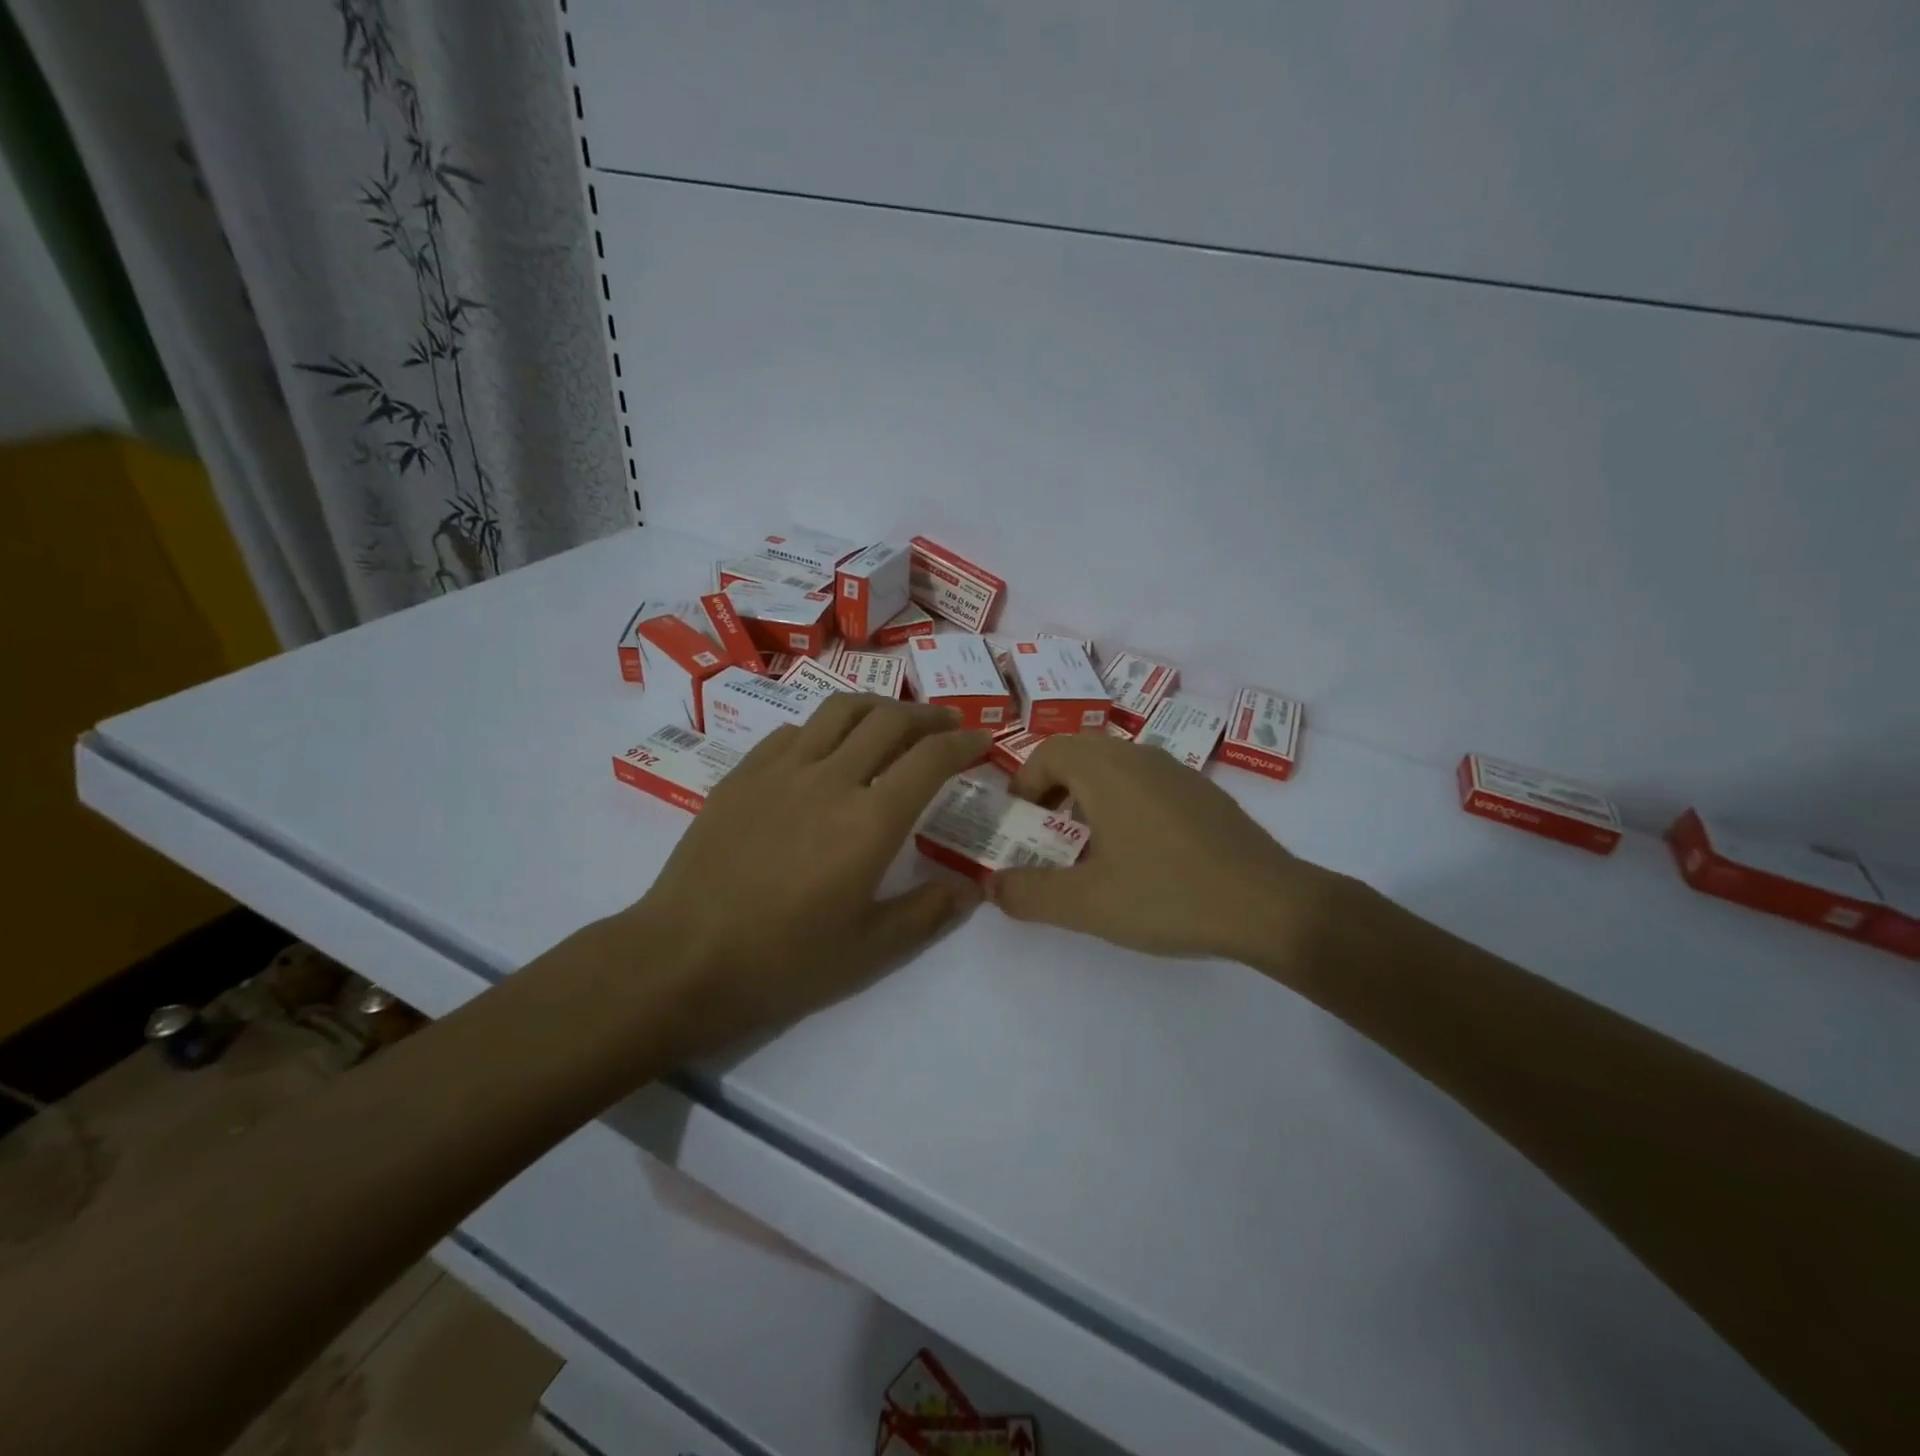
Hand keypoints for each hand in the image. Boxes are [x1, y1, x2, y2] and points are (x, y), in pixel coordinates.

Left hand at [627, 694, 990, 1051]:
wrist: (684, 956)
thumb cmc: (784, 960)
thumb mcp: (870, 950)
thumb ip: (928, 912)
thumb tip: (971, 888)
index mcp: (870, 821)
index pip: (930, 759)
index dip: (964, 744)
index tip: (982, 743)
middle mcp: (831, 779)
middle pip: (890, 720)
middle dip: (929, 716)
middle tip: (947, 726)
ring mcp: (781, 769)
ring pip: (840, 710)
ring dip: (879, 707)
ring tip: (893, 721)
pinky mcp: (743, 773)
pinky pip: (795, 731)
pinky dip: (826, 730)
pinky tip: (826, 751)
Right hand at [986, 732, 1327, 964]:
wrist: (1270, 905)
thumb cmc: (1168, 894)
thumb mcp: (1086, 903)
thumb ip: (1029, 894)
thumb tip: (990, 885)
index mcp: (1106, 770)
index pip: (1049, 752)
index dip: (1025, 783)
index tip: (1022, 823)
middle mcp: (1140, 757)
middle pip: (1081, 753)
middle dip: (1054, 788)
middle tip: (1048, 833)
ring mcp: (1178, 772)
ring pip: (1116, 766)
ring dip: (1090, 795)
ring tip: (1091, 847)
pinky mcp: (1204, 793)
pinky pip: (1148, 782)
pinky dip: (1125, 803)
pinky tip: (1141, 854)